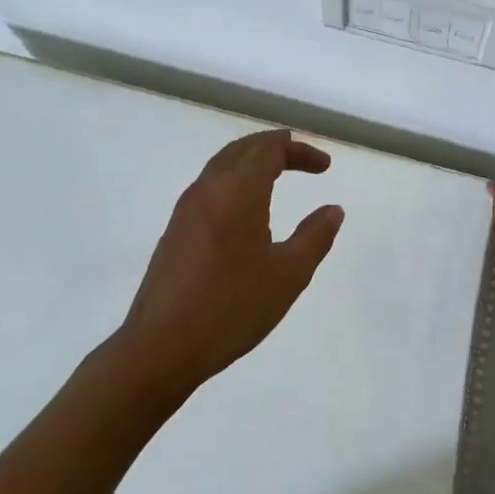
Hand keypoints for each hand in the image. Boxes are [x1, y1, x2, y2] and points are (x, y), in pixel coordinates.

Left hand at [117, 129, 344, 403]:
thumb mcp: (288, 275)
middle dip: (275, 148)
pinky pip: (209, 189)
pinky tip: (246, 213)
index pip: (269, 149)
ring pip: (221, 167)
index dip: (300, 150)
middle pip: (242, 150)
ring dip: (251, 164)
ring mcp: (186, 210)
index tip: (325, 167)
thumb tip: (332, 210)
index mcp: (238, 191)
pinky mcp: (175, 231)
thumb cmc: (232, 307)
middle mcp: (208, 189)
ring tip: (277, 177)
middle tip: (303, 160)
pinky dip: (235, 184)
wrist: (162, 345)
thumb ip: (315, 237)